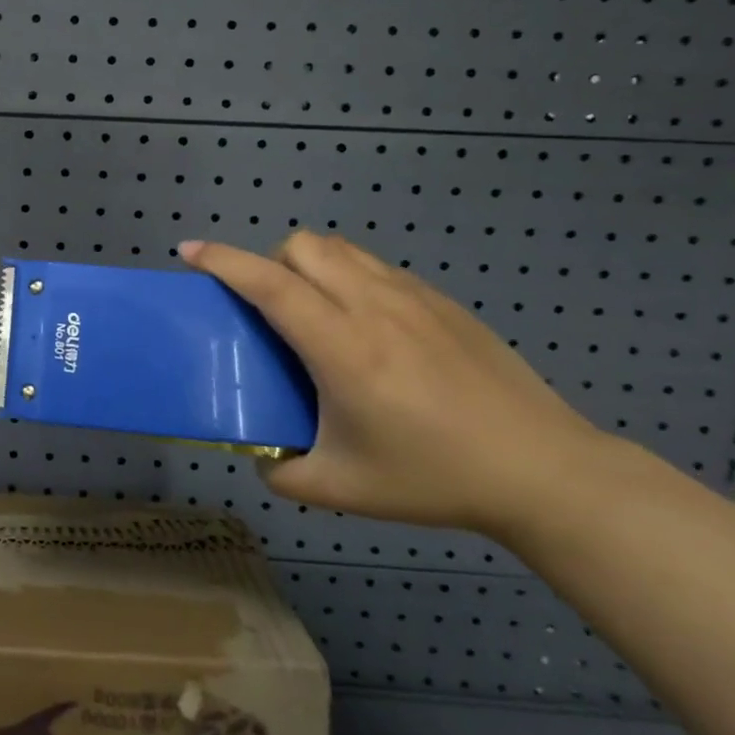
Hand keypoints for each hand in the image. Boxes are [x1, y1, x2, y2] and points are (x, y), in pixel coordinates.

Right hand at [179, 232, 608, 537]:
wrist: (544, 471)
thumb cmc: (434, 477)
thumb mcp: (342, 487)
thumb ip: (282, 472)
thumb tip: (258, 456)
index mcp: (341, 347)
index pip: (268, 284)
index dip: (222, 262)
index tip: (189, 252)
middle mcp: (372, 306)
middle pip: (301, 247)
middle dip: (270, 263)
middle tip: (270, 306)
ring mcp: (412, 297)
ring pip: (339, 248)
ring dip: (309, 264)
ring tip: (315, 310)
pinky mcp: (441, 301)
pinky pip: (375, 266)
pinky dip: (349, 276)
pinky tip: (366, 326)